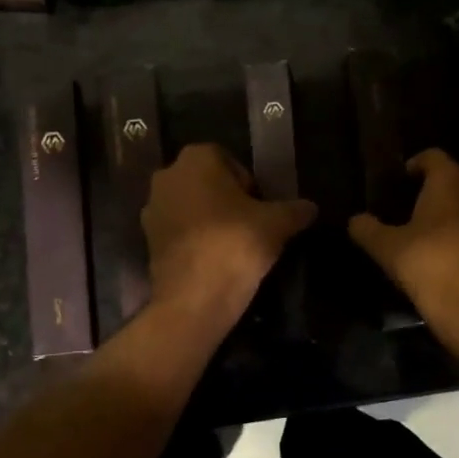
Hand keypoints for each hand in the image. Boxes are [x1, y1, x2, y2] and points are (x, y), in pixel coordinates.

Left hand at [143, 144, 316, 331]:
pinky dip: (195, 240)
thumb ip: (295, 210)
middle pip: (206, 182)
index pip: (229, 159)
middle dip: (227, 199)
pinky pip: (179, 231)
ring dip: (209, 219)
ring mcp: (152, 209)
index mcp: (196, 159)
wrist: (195, 298)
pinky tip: (215, 260)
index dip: (248, 183)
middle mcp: (168, 176)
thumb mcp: (278, 224)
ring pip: (190, 206)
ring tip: (234, 245)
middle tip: (251, 225)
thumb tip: (311, 208)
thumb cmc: (236, 244)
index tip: (261, 207)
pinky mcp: (148, 240)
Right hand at [349, 149, 458, 340]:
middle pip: (456, 180)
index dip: (415, 165)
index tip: (400, 180)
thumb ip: (368, 229)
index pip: (433, 156)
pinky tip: (450, 257)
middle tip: (411, 208)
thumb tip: (355, 220)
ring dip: (454, 215)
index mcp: (452, 181)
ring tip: (430, 234)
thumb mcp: (388, 249)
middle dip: (436, 191)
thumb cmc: (431, 266)